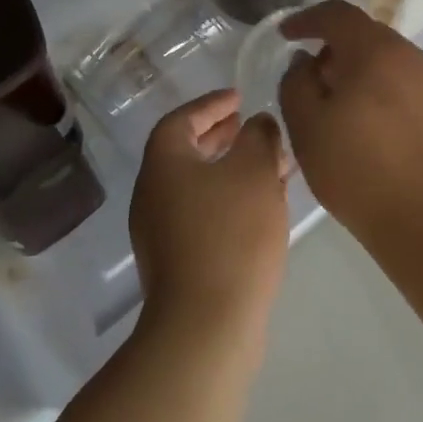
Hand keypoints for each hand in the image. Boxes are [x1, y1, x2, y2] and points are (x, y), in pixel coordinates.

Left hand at [129, 90, 290, 349]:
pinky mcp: (178, 261)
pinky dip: (229, 198)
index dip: (210, 104)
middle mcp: (154, 194)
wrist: (207, 323)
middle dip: (220, 136)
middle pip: (185, 152)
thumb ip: (259, 137)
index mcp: (164, 165)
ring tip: (268, 165)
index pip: (180, 120)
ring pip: (198, 185)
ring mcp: (161, 232)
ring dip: (230, 169)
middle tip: (249, 126)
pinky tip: (262, 207)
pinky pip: (203, 213)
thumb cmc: (231, 234)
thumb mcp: (254, 171)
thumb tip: (257, 124)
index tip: (239, 97)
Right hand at [277, 1, 422, 237]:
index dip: (306, 20)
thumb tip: (305, 62)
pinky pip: (401, 85)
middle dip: (332, 48)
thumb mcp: (307, 127)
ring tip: (334, 105)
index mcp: (375, 50)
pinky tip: (365, 126)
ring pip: (385, 61)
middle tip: (308, 76)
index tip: (285, 35)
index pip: (337, 14)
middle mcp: (409, 55)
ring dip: (356, 71)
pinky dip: (377, 90)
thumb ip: (296, 83)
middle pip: (364, 35)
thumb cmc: (359, 169)